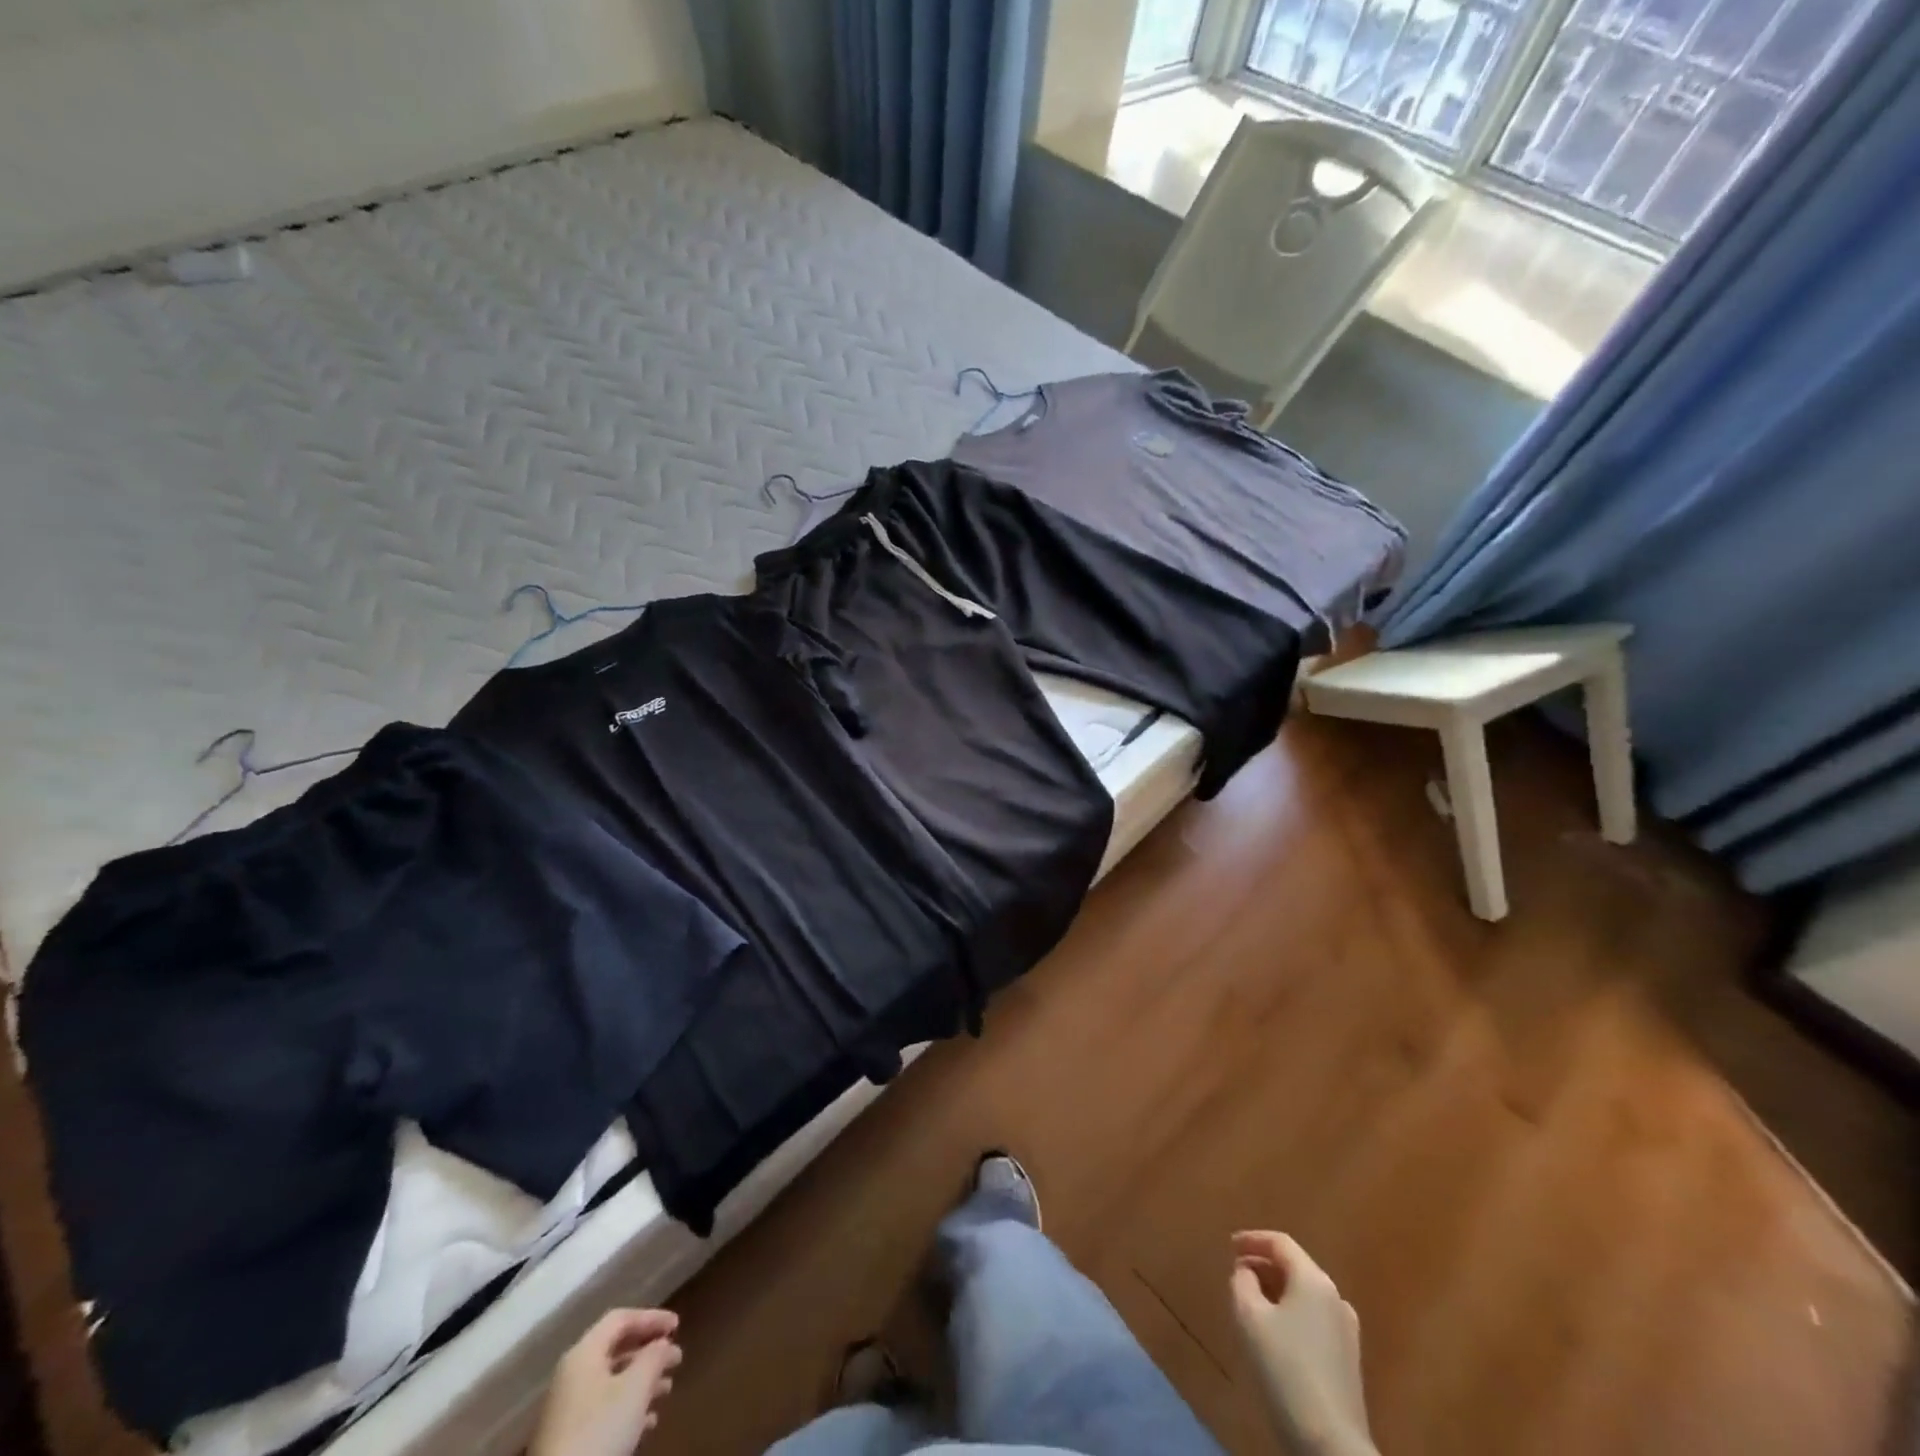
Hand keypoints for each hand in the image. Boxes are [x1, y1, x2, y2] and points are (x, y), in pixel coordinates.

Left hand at [530, 1308, 681, 1455]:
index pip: (621, 1318)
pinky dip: (628, 1407)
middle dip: (649, 1352)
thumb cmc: (599, 1429)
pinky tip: (648, 1422)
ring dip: (642, 1381)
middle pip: (616, 1350)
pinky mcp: (568, 1439)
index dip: (651, 1317)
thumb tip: (662, 1344)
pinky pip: (604, 1409)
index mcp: (584, 1353)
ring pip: (612, 1382)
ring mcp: (567, 1409)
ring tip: (667, 1389)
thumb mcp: (635, 1387)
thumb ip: (654, 1357)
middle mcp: (572, 1375)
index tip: (678, 1326)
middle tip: (676, 1358)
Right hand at [1230, 1232, 1374, 1455]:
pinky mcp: (1349, 1361)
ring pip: (1305, 1295)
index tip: (1229, 1246)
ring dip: (1277, 1291)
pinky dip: (1291, 1313)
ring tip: (1252, 1302)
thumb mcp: (1248, 1317)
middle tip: (1237, 1274)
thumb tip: (1247, 1272)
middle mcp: (1335, 1298)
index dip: (1252, 1239)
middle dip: (1264, 1266)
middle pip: (1295, 1267)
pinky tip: (1276, 1334)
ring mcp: (1347, 1331)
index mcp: (1314, 1280)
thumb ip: (1242, 1282)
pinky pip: (1314, 1319)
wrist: (1331, 1445)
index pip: (1280, 1242)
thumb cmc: (1285, 1370)